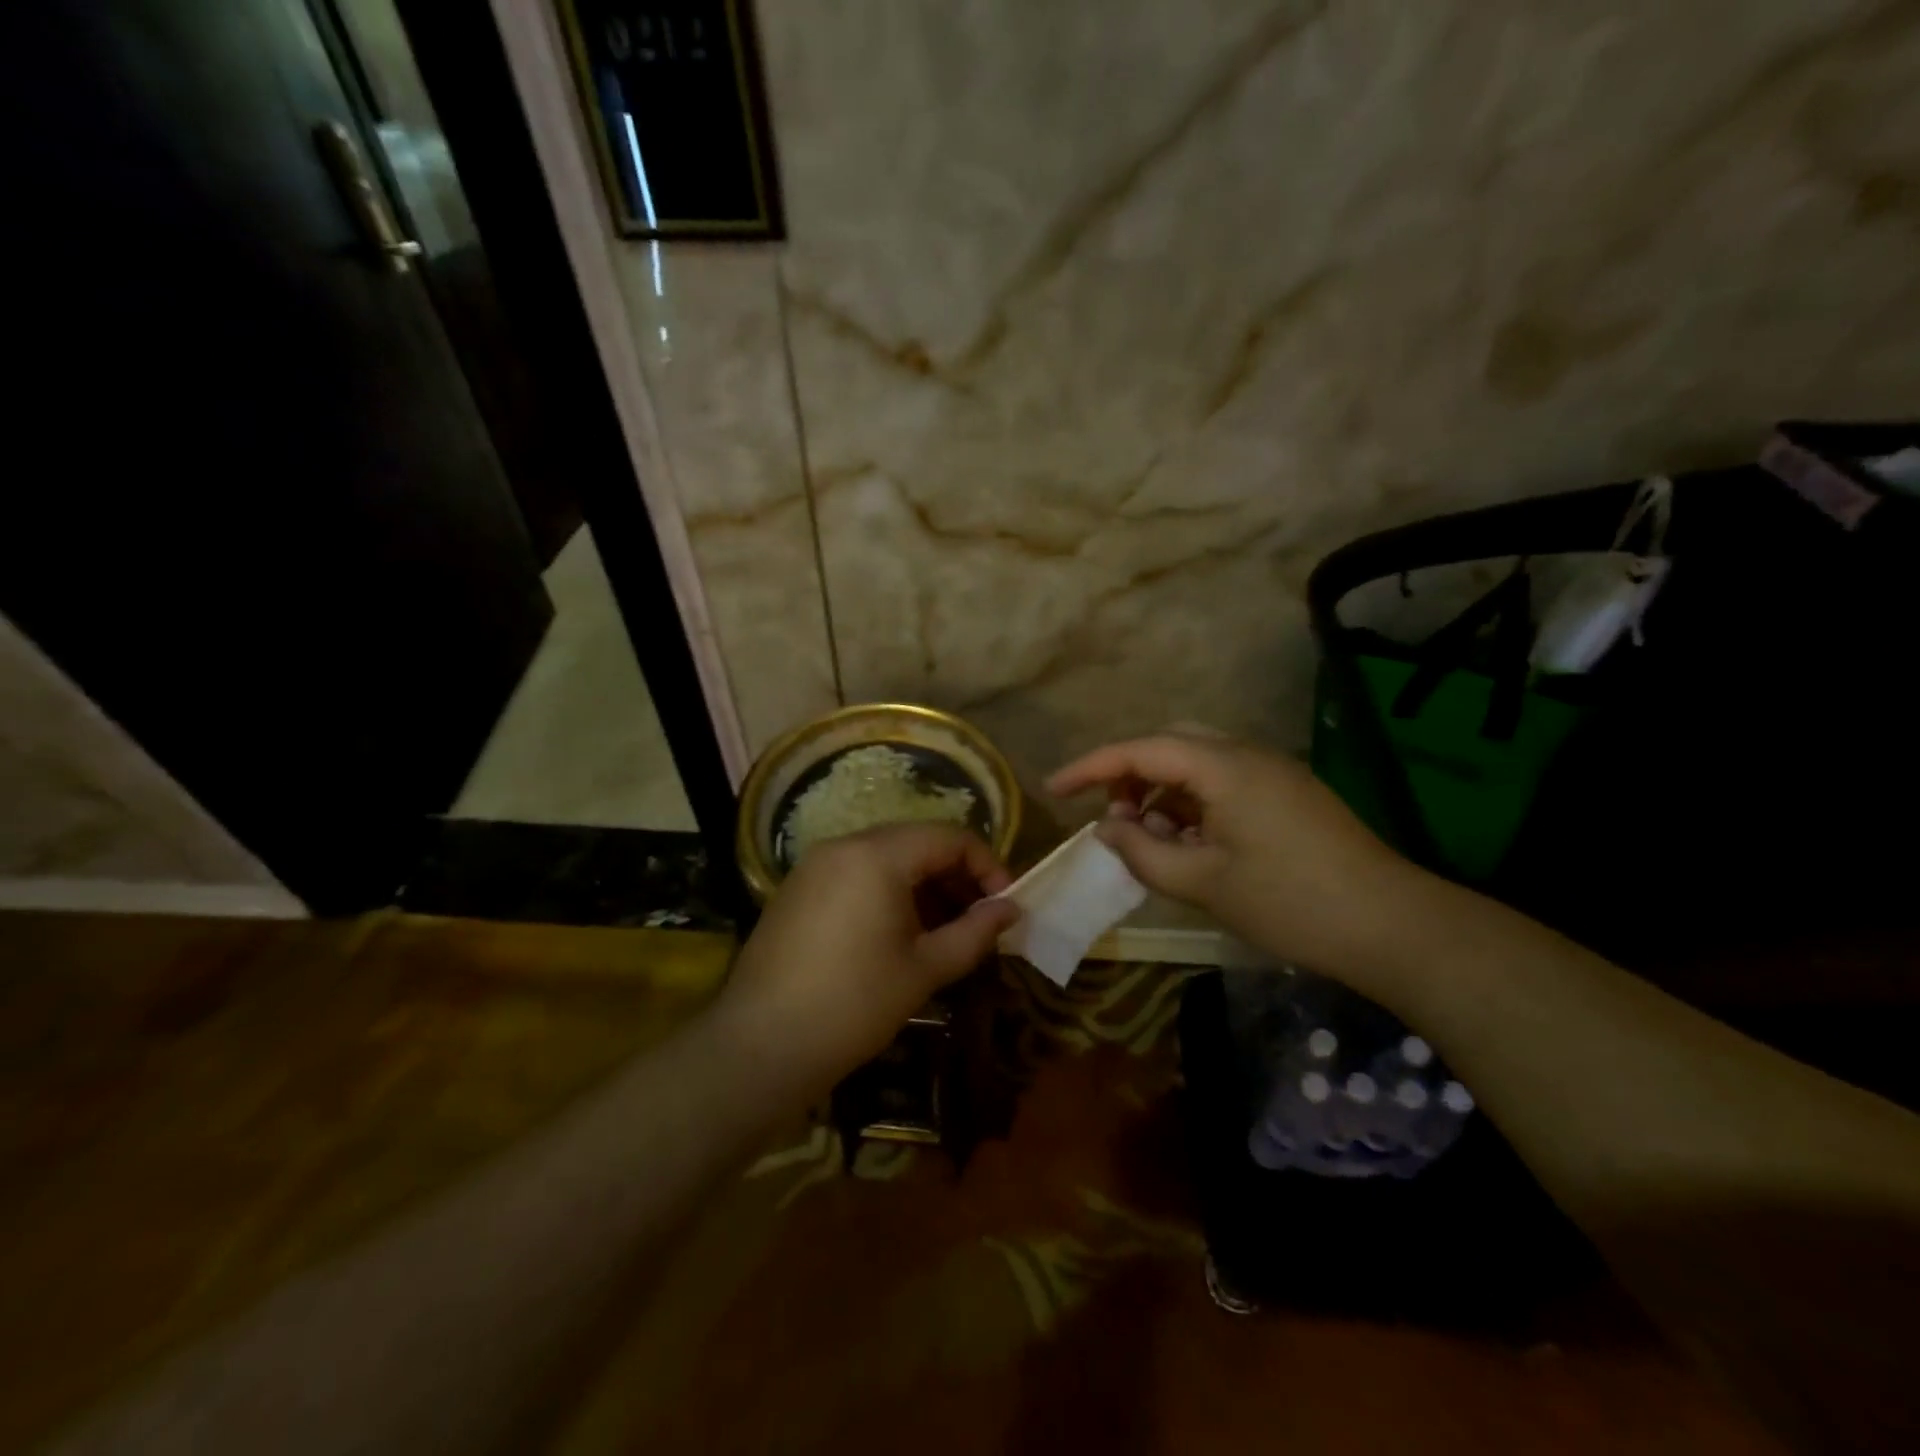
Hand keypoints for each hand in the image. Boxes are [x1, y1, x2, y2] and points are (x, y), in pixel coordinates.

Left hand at [714, 823, 1018, 1094]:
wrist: (761, 1045)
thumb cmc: (854, 1004)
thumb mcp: (925, 969)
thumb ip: (975, 932)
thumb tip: (1010, 910)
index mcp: (878, 855)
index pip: (949, 837)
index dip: (986, 866)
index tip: (1004, 905)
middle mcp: (844, 845)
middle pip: (916, 842)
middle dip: (955, 875)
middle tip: (977, 919)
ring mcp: (815, 865)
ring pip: (885, 857)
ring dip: (923, 885)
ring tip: (943, 930)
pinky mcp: (797, 889)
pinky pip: (856, 874)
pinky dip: (888, 891)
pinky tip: (898, 934)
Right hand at [1047, 732, 1414, 978]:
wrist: (1393, 926)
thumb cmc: (1290, 903)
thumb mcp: (1203, 882)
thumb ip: (1143, 851)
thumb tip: (1106, 828)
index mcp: (1224, 766)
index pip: (1140, 749)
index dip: (1090, 767)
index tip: (1053, 789)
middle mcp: (1247, 754)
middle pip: (1170, 742)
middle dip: (1129, 771)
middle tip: (1109, 812)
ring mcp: (1273, 772)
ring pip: (1198, 760)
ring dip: (1161, 787)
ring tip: (1146, 832)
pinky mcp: (1288, 794)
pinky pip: (1224, 781)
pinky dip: (1192, 800)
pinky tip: (1187, 839)